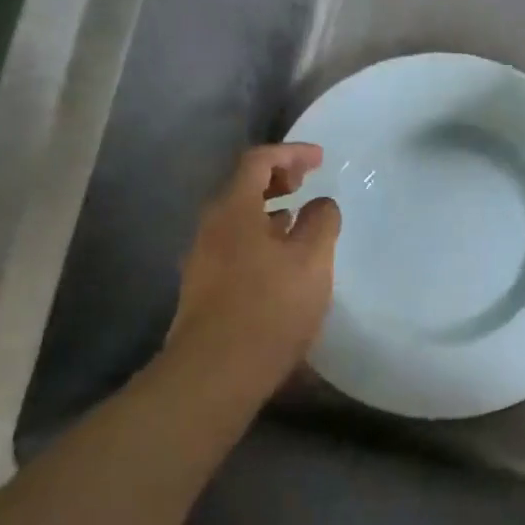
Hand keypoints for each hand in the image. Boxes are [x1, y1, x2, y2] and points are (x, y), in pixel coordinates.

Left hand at [168, 143, 341, 397]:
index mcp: (233, 209)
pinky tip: (280, 262)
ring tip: (297, 220)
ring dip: (268, 210)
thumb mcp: (311, 260)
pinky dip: (260, 237)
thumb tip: (320, 205)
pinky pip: (234, 244)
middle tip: (306, 183)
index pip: (258, 161)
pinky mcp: (203, 287)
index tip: (320, 159)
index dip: (291, 153)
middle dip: (277, 178)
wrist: (216, 371)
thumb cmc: (270, 306)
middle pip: (242, 187)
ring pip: (237, 218)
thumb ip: (322, 222)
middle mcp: (210, 227)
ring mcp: (202, 258)